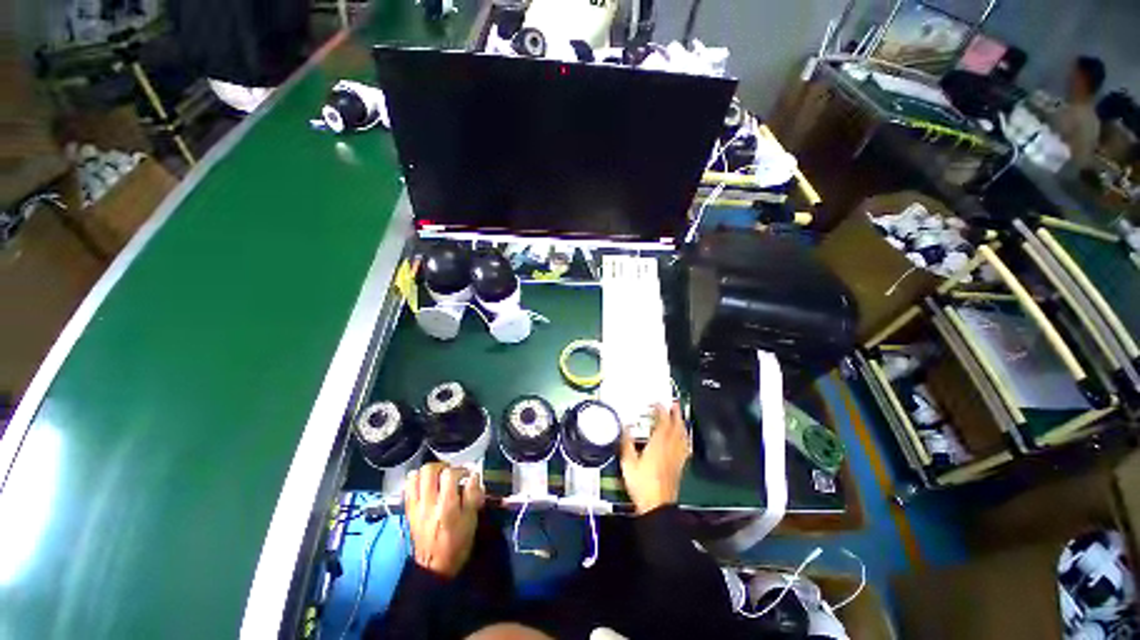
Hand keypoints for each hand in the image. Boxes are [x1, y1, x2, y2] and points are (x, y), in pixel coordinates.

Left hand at [405, 463, 484, 577]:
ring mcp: (416, 507)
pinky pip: (408, 488)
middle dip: (442, 466)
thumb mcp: (471, 520)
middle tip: (451, 473)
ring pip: (415, 476)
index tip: (468, 475)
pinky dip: (417, 481)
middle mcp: (428, 503)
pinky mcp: (409, 511)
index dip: (461, 470)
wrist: (433, 568)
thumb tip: (473, 475)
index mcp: (446, 506)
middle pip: (429, 470)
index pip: (450, 474)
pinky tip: (426, 486)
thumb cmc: (457, 544)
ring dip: (428, 473)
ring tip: (438, 478)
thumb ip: (473, 495)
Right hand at [620, 403, 690, 514]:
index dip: (661, 410)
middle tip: (674, 403)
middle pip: (676, 426)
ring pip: (683, 436)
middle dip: (675, 413)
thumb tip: (625, 427)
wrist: (657, 506)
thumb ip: (626, 442)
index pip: (663, 422)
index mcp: (658, 444)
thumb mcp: (628, 462)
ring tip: (680, 416)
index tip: (657, 403)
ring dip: (682, 423)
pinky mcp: (680, 466)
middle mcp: (670, 448)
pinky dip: (685, 439)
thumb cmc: (642, 484)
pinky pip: (685, 448)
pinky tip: (685, 438)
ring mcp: (677, 457)